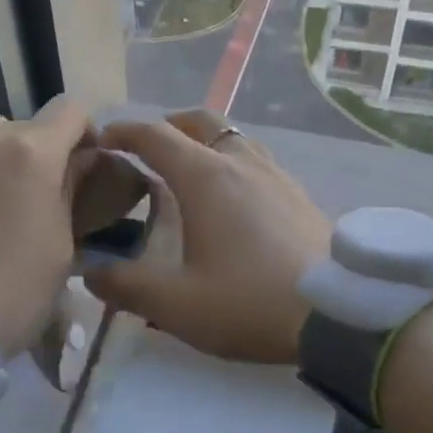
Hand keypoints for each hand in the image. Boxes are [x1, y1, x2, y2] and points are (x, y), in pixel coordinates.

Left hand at [0, 98, 93, 357]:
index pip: (70, 111)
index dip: (82, 131)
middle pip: (25, 123)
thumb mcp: (62, 246)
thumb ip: (70, 192)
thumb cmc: (16, 292)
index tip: (82, 160)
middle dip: (38, 149)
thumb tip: (78, 161)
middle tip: (35, 191)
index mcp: (35, 155)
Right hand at [86, 111, 329, 364]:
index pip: (154, 135)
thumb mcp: (175, 305)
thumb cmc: (249, 302)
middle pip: (198, 120)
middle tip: (145, 150)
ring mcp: (275, 173)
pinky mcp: (298, 193)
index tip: (102, 141)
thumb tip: (91, 272)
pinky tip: (233, 198)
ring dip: (203, 141)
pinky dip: (231, 161)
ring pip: (232, 136)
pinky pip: (255, 158)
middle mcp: (240, 162)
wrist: (341, 313)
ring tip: (188, 171)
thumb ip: (125, 286)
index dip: (123, 132)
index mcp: (205, 177)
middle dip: (166, 126)